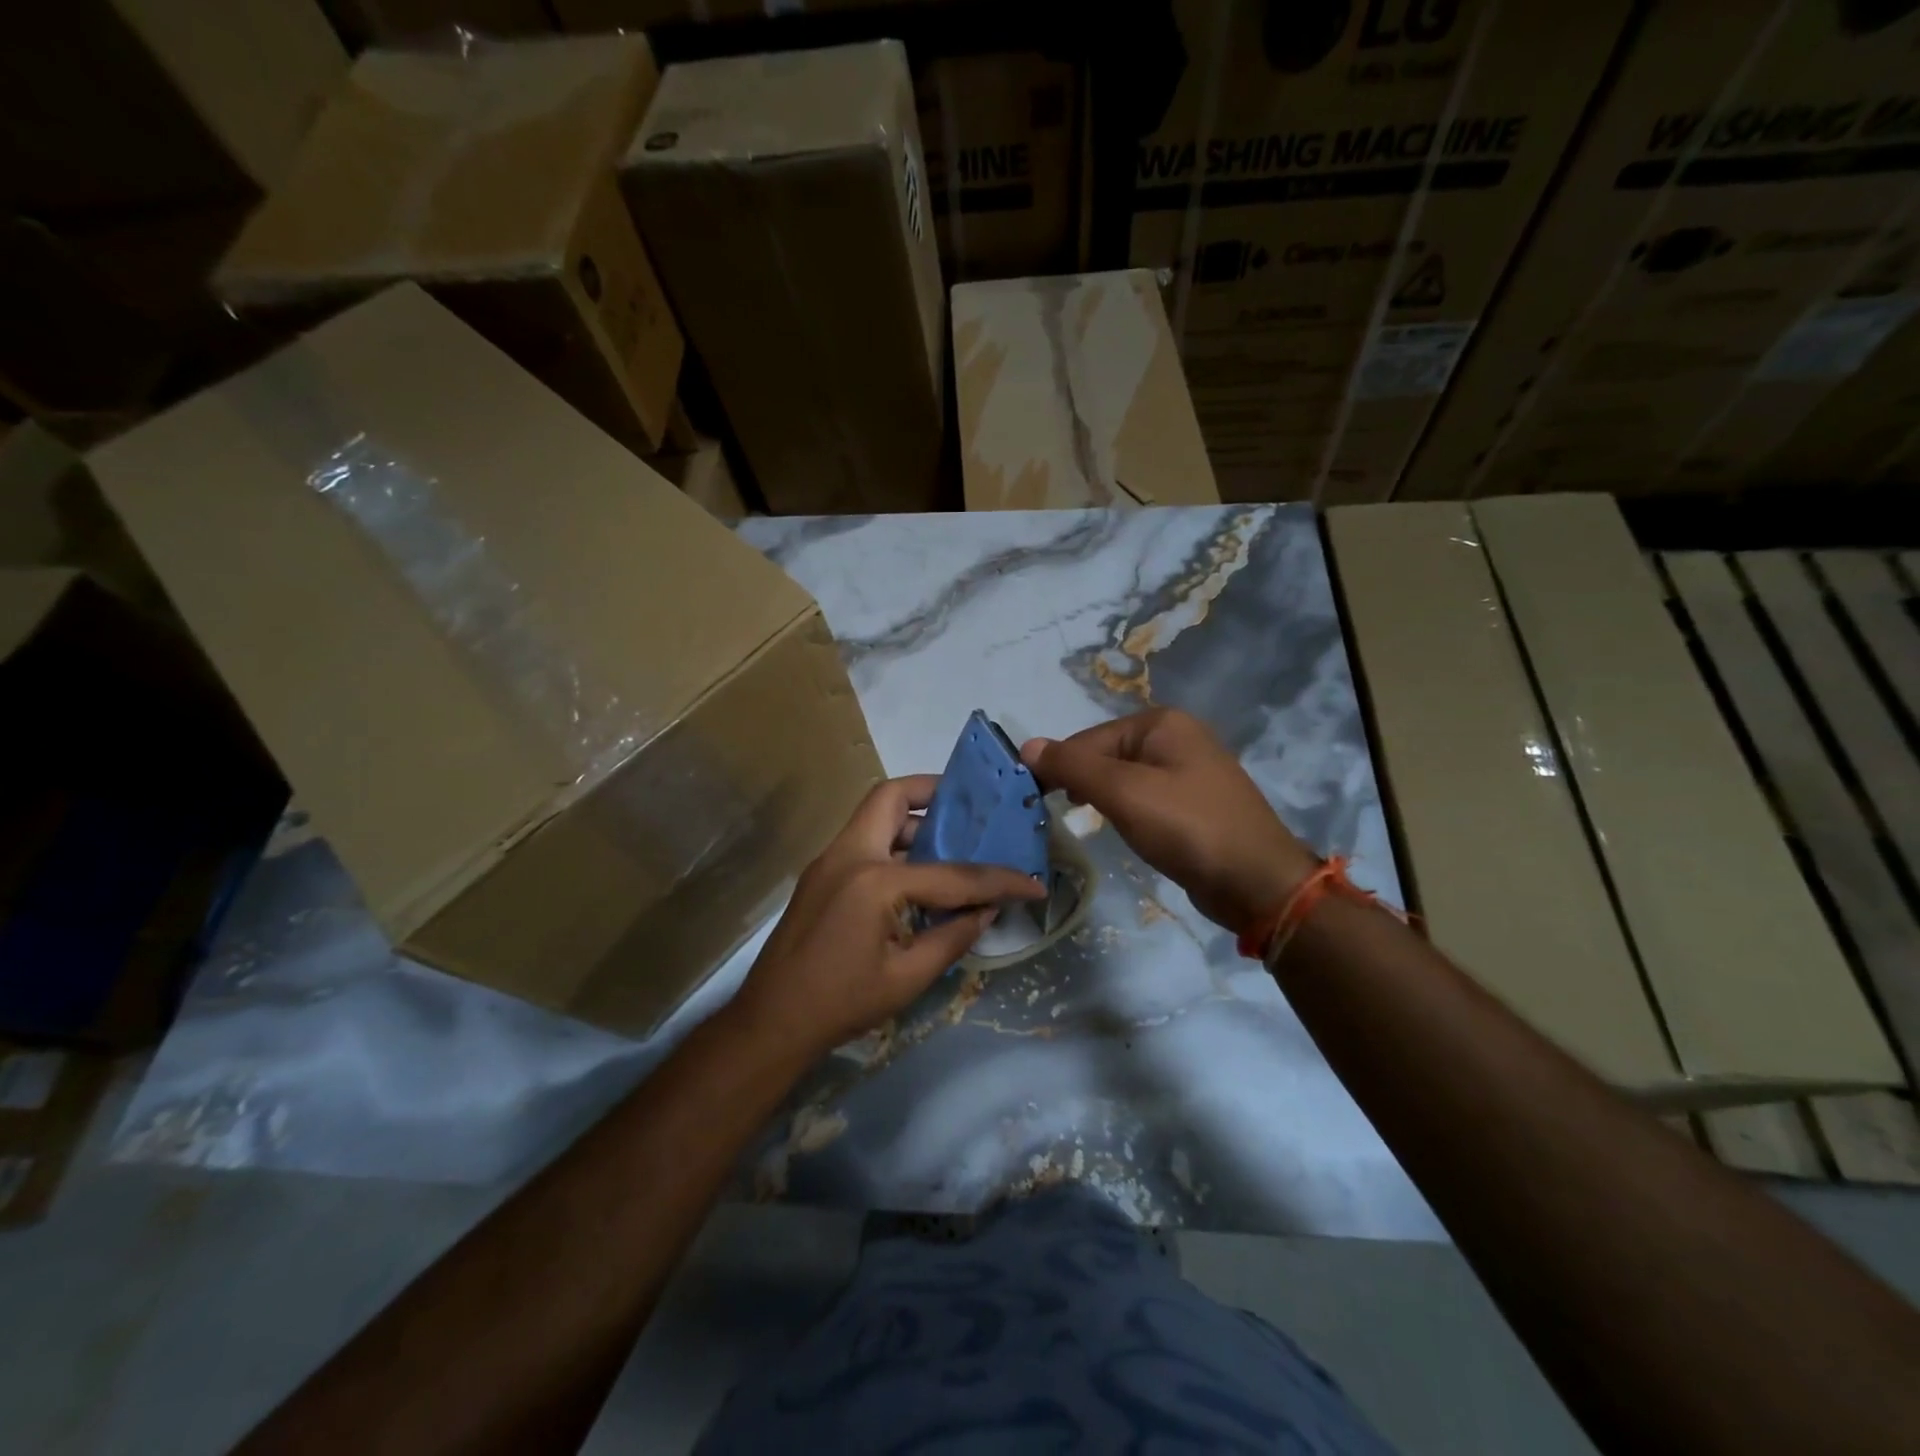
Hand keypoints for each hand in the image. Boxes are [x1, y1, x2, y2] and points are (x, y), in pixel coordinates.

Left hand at [730, 776, 1045, 1061]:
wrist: (771, 1022)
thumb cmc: (841, 1004)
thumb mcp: (908, 977)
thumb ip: (953, 935)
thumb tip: (987, 910)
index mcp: (874, 881)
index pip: (951, 873)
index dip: (997, 880)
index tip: (1032, 883)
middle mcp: (848, 855)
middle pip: (891, 797)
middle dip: (934, 794)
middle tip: (970, 811)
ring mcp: (828, 861)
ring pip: (874, 815)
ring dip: (912, 820)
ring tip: (950, 842)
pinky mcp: (820, 875)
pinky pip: (864, 841)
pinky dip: (894, 844)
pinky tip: (918, 873)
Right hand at [1021, 708, 1316, 933]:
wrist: (1257, 882)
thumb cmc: (1188, 828)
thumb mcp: (1124, 793)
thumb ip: (1074, 766)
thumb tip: (1027, 745)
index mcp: (1161, 723)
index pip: (1088, 739)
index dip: (1059, 768)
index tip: (1035, 801)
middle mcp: (1176, 737)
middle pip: (1105, 754)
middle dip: (1080, 782)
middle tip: (1057, 815)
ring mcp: (1188, 769)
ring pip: (1123, 777)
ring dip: (1100, 797)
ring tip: (1083, 821)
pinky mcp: (1192, 802)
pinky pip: (1143, 796)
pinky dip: (1124, 810)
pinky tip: (1119, 828)